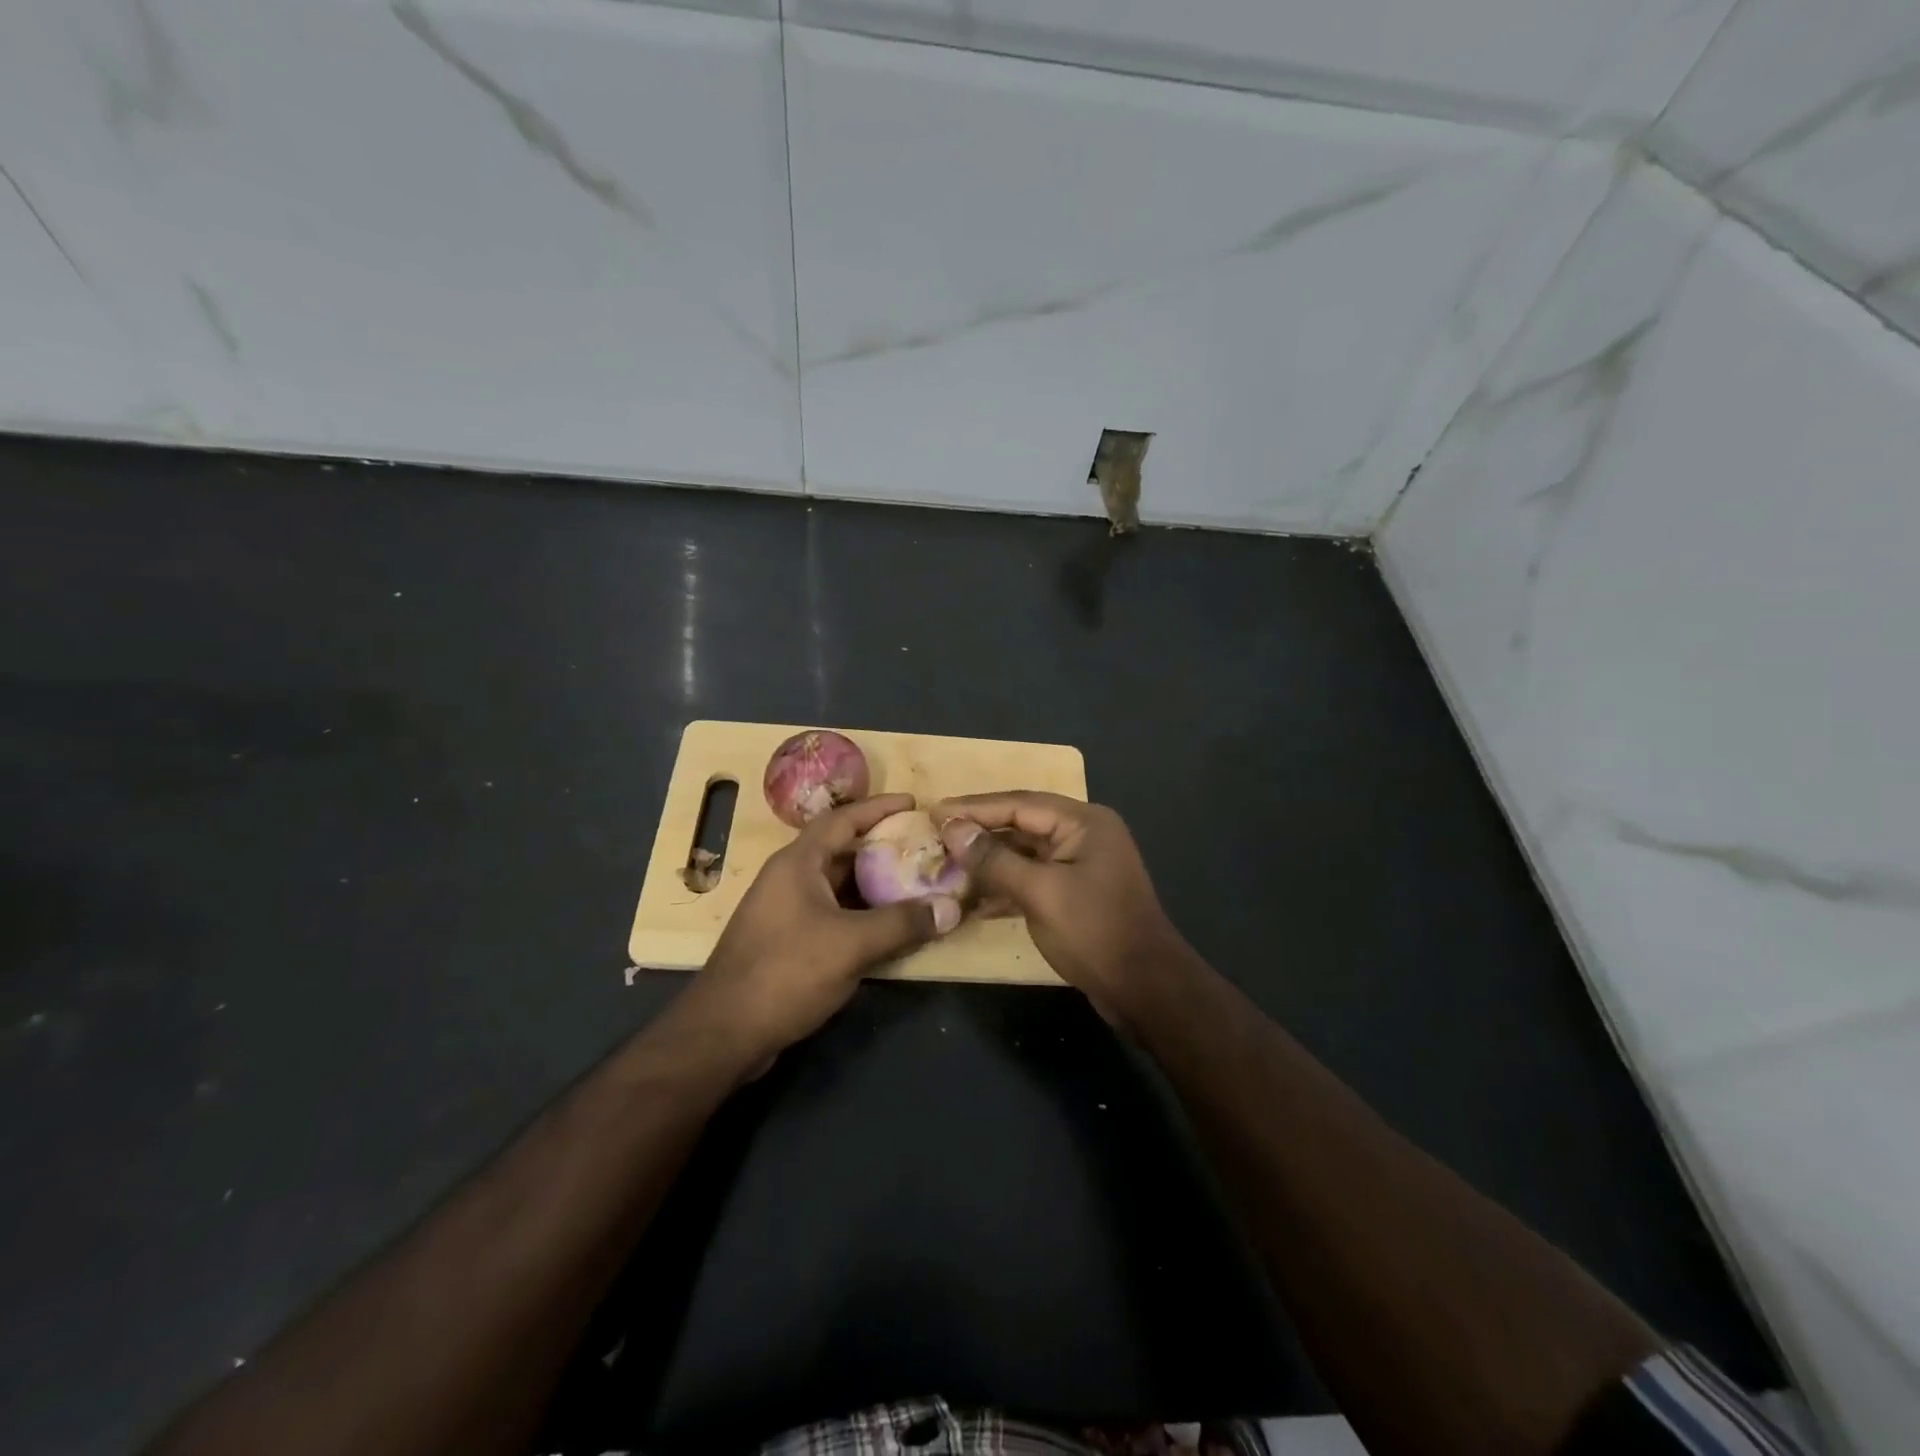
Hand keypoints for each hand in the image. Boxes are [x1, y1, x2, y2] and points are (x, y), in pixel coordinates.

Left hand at [678, 793, 959, 1067]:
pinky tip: (889, 928)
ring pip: (838, 886)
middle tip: (923, 847)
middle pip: (842, 850)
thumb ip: (903, 923)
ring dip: (874, 884)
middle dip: (882, 847)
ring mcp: (786, 911)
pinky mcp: (787, 942)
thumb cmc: (786, 972)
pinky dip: (861, 914)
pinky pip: (833, 914)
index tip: (913, 803)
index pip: (842, 819)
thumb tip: (952, 907)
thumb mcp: (851, 944)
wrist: (724, 1033)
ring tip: (915, 884)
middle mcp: (789, 879)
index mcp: (797, 863)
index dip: (878, 807)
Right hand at [934, 792, 1188, 1026]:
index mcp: (1083, 822)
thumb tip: (952, 829)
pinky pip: (1033, 878)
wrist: (1146, 989)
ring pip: (1025, 853)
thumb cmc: (1094, 932)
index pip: (1019, 804)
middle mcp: (1084, 834)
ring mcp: (1081, 865)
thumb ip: (994, 859)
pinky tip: (974, 899)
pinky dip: (1005, 885)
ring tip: (947, 865)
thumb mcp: (1040, 893)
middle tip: (936, 836)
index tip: (934, 812)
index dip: (974, 808)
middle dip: (979, 833)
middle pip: (1021, 824)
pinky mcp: (1076, 893)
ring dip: (989, 861)